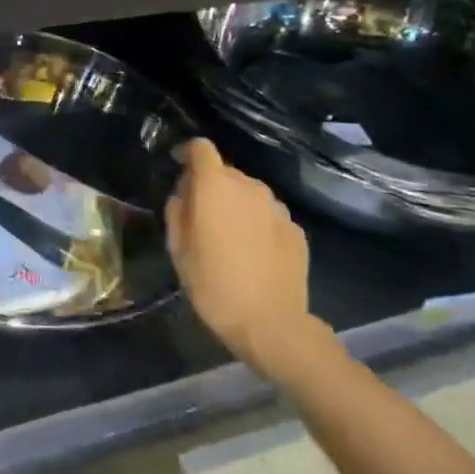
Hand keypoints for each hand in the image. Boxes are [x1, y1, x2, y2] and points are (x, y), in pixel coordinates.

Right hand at [165, 139, 325, 375]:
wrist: (272, 325)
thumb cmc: (214, 285)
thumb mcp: (178, 250)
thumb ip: (177, 211)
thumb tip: (184, 195)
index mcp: (215, 186)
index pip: (201, 148)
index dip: (188, 153)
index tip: (179, 167)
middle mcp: (249, 187)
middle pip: (225, 172)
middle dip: (211, 186)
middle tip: (200, 216)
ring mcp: (277, 208)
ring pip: (249, 194)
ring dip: (236, 205)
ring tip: (229, 238)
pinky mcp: (296, 230)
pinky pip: (268, 216)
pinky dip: (257, 224)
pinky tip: (254, 253)